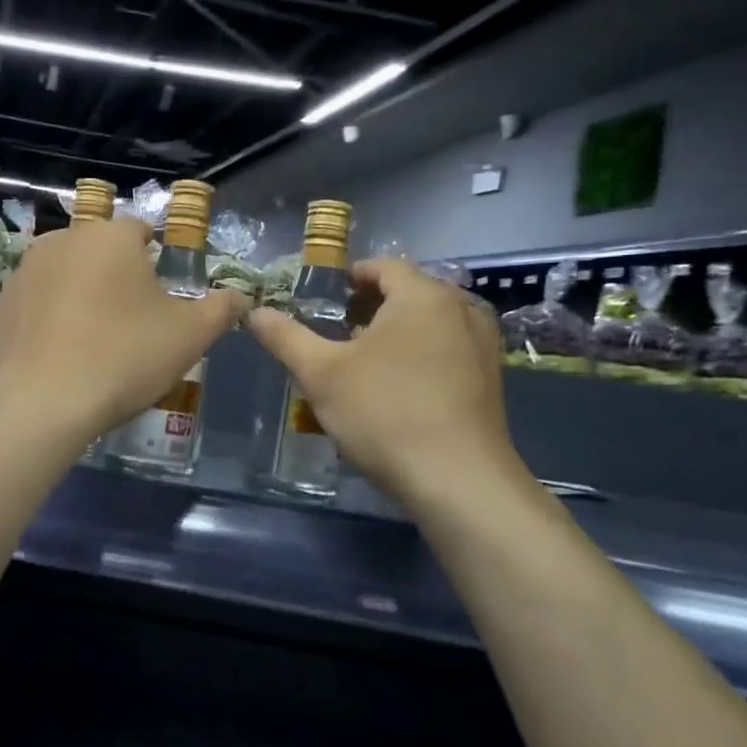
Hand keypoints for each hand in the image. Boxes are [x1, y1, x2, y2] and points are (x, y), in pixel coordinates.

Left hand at [0, 217, 246, 440]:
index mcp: (111, 237)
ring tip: (94, 341)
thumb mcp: (190, 336)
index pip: (142, 231)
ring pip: (66, 275)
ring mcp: (24, 272)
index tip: (162, 296)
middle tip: (132, 323)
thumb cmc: (124, 357)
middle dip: (117, 277)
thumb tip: (239, 296)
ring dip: (81, 295)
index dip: (157, 260)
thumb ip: (221, 309)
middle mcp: (63, 240)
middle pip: (101, 252)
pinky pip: (36, 304)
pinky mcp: (0, 306)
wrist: (42, 403)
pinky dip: (50, 319)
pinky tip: (61, 355)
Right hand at [247, 258, 524, 504]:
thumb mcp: (321, 374)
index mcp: (422, 295)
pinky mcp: (491, 378)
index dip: (351, 277)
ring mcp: (482, 344)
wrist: (457, 479)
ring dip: (398, 332)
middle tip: (339, 332)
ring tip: (366, 361)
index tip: (326, 298)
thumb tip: (255, 312)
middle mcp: (460, 309)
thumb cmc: (384, 413)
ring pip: (431, 323)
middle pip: (410, 292)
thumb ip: (286, 338)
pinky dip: (422, 354)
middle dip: (373, 306)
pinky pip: (449, 349)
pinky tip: (400, 387)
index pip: (383, 267)